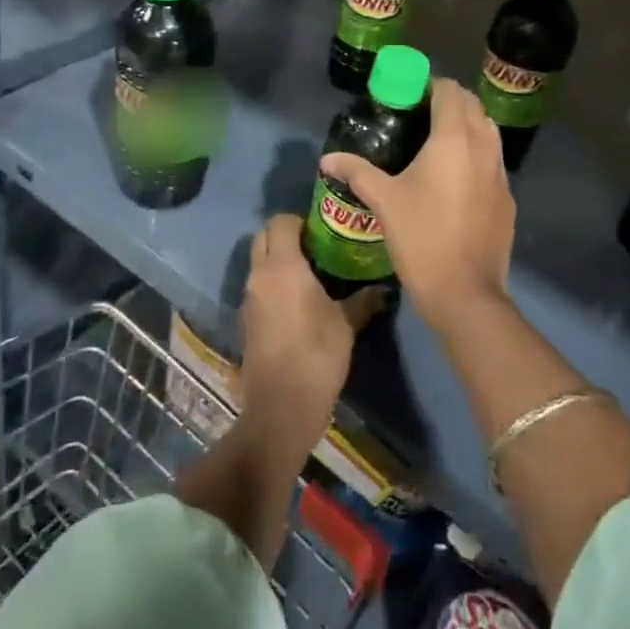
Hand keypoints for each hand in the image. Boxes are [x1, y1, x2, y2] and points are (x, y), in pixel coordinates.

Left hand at [239, 215, 381, 449]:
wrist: (281, 407)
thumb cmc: (317, 355)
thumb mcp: (347, 324)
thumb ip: (363, 300)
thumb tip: (383, 289)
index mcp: (282, 266)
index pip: (280, 222)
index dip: (300, 221)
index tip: (323, 231)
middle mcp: (259, 275)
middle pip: (264, 237)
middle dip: (285, 236)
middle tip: (317, 249)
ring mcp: (248, 299)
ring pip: (259, 263)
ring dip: (278, 261)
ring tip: (311, 276)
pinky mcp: (246, 321)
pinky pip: (258, 289)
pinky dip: (273, 285)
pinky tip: (298, 304)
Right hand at [319, 79, 514, 330]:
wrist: (465, 291)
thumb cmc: (422, 238)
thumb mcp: (384, 201)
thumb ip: (357, 172)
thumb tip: (327, 159)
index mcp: (454, 139)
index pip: (449, 92)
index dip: (430, 86)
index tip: (409, 95)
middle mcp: (483, 147)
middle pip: (473, 106)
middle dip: (449, 101)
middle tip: (420, 114)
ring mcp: (501, 173)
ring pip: (489, 131)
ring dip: (468, 125)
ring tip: (438, 141)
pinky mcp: (508, 198)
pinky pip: (494, 161)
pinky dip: (478, 154)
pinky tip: (456, 177)